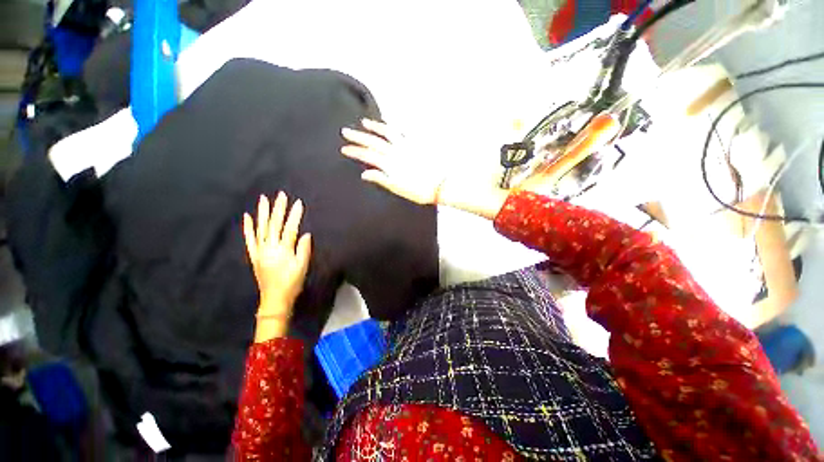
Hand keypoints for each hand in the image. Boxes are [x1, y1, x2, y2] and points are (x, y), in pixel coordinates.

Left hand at [243, 193, 311, 326]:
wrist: (275, 298)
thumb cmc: (292, 282)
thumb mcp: (302, 266)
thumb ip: (304, 249)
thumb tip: (305, 233)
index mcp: (283, 250)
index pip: (289, 228)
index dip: (294, 215)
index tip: (298, 203)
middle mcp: (269, 247)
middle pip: (274, 224)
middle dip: (278, 209)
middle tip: (280, 195)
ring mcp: (260, 250)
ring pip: (261, 228)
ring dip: (262, 213)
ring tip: (263, 199)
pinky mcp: (254, 255)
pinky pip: (250, 239)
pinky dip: (248, 228)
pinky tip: (247, 217)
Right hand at [341, 119, 445, 204]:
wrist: (439, 185)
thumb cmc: (419, 190)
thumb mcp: (397, 188)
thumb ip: (381, 179)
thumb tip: (364, 173)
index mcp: (390, 164)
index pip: (368, 155)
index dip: (355, 151)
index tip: (344, 148)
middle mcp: (396, 152)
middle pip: (374, 141)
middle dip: (358, 136)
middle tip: (346, 131)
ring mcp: (406, 147)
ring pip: (387, 133)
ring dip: (375, 127)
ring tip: (365, 122)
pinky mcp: (416, 145)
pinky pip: (403, 132)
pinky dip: (394, 127)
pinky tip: (389, 123)